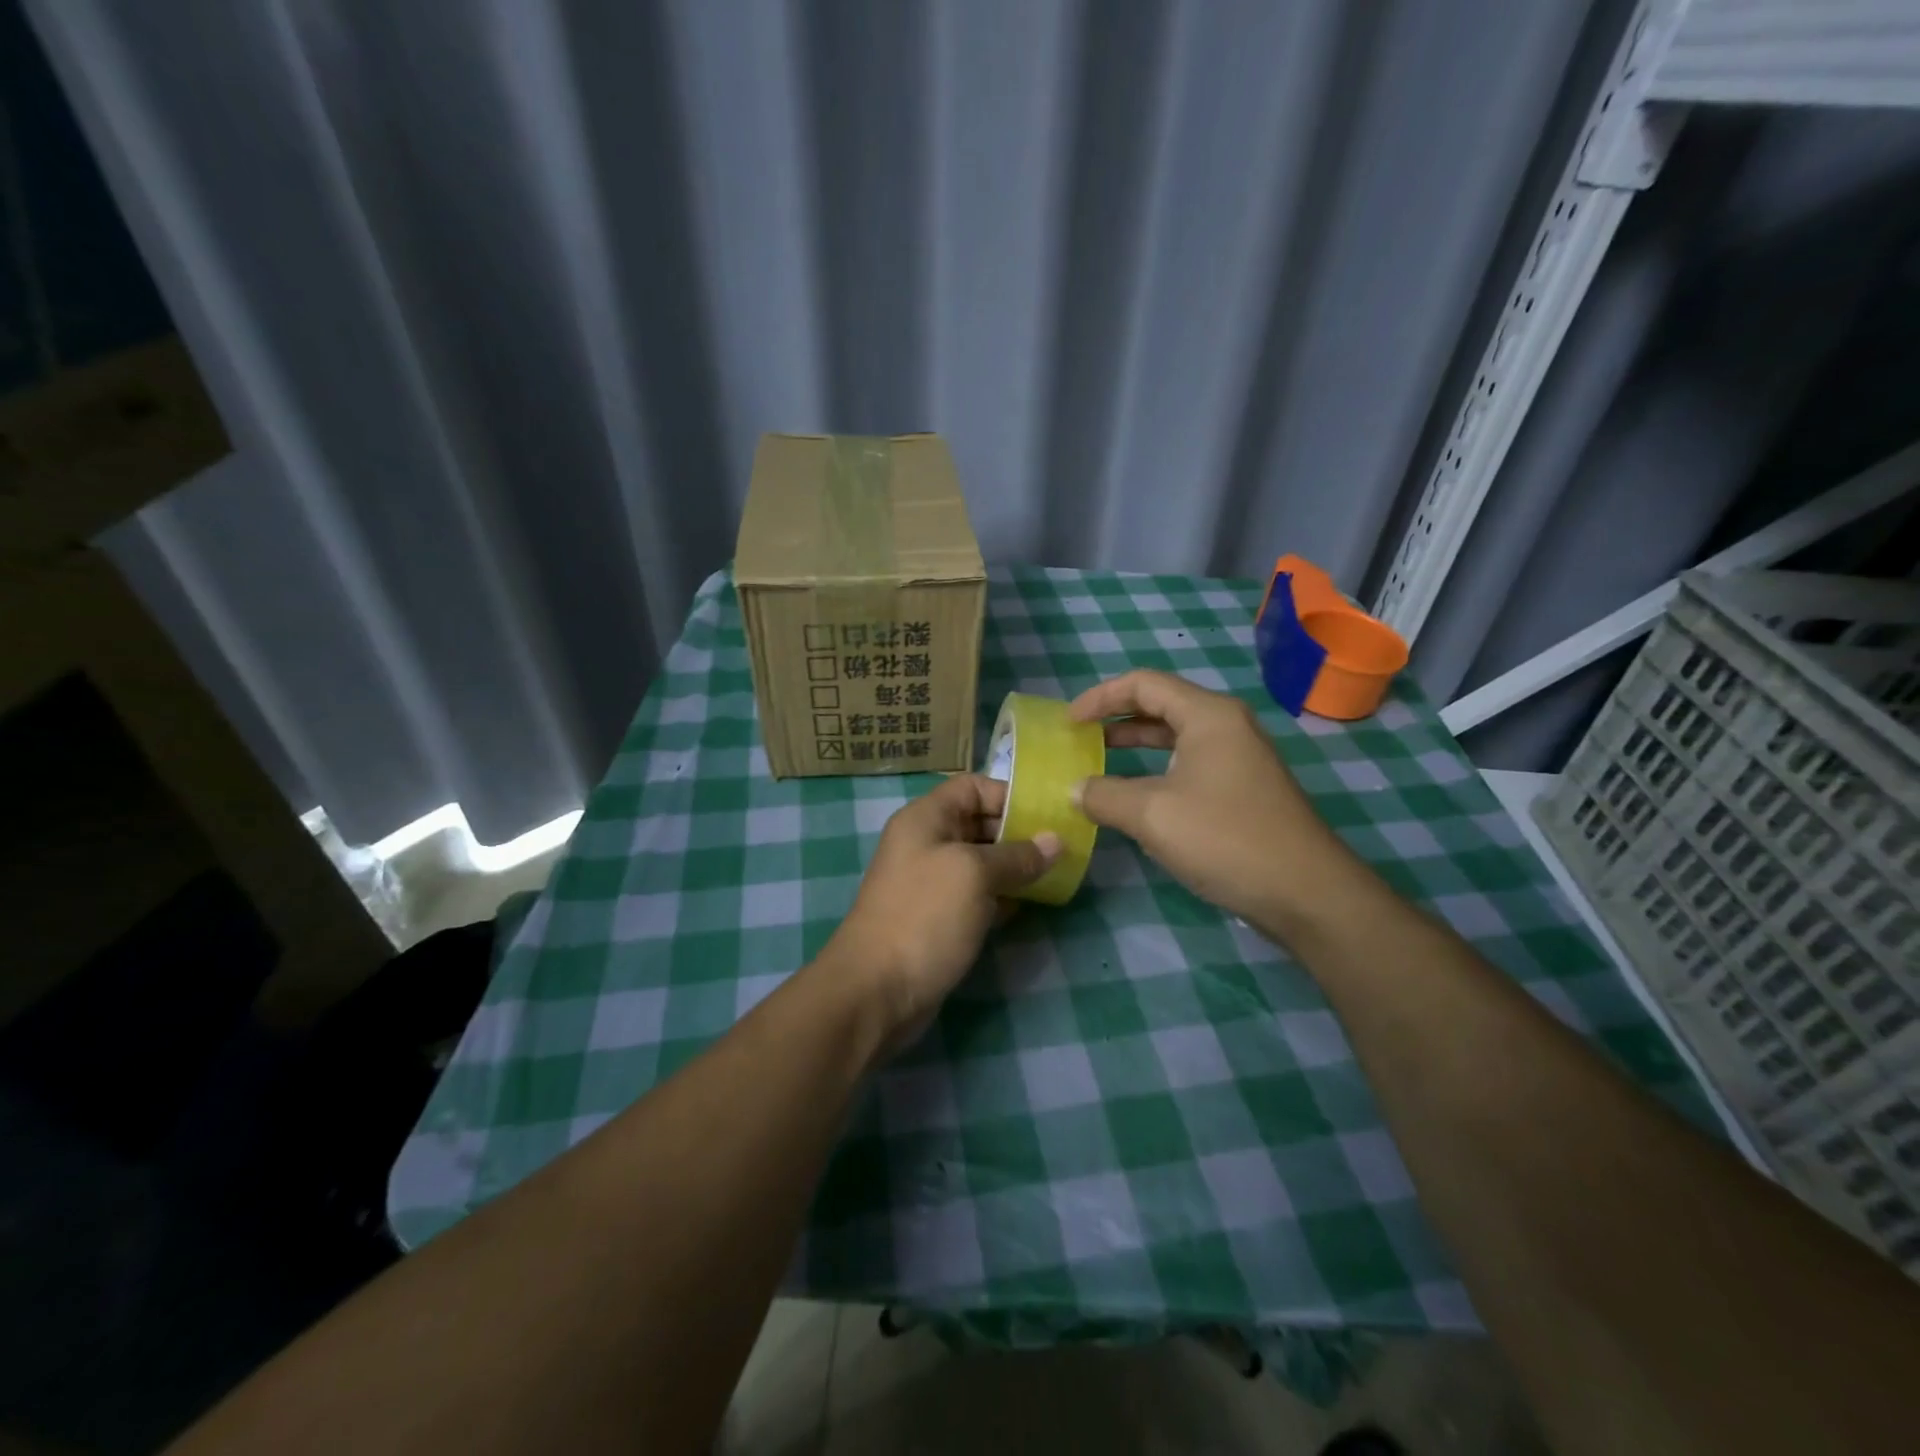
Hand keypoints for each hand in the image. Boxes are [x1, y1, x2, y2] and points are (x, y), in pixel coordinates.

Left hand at [823, 774, 1058, 1052]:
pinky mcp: (940, 918)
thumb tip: (1056, 841)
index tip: (1047, 816)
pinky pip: (978, 895)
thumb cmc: (925, 916)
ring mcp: (932, 883)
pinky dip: (1003, 897)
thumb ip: (1017, 855)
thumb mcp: (975, 875)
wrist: (877, 991)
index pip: (972, 787)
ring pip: (982, 863)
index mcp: (926, 819)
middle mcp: (927, 843)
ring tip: (1057, 876)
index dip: (1008, 795)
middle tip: (1063, 849)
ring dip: (1016, 868)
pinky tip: (1031, 905)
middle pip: (980, 823)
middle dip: (1019, 834)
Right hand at [1069, 670, 1351, 936]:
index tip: (1067, 723)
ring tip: (1098, 761)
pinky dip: (1156, 769)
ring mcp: (1240, 757)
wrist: (1306, 893)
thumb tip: (1075, 789)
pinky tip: (1137, 796)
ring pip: (1176, 737)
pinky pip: (1190, 764)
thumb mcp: (1152, 814)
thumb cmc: (1225, 839)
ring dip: (1135, 744)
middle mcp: (1226, 726)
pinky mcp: (1244, 788)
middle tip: (1079, 738)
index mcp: (1208, 715)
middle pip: (1161, 704)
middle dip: (1115, 718)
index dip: (1100, 697)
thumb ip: (1104, 795)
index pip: (1143, 684)